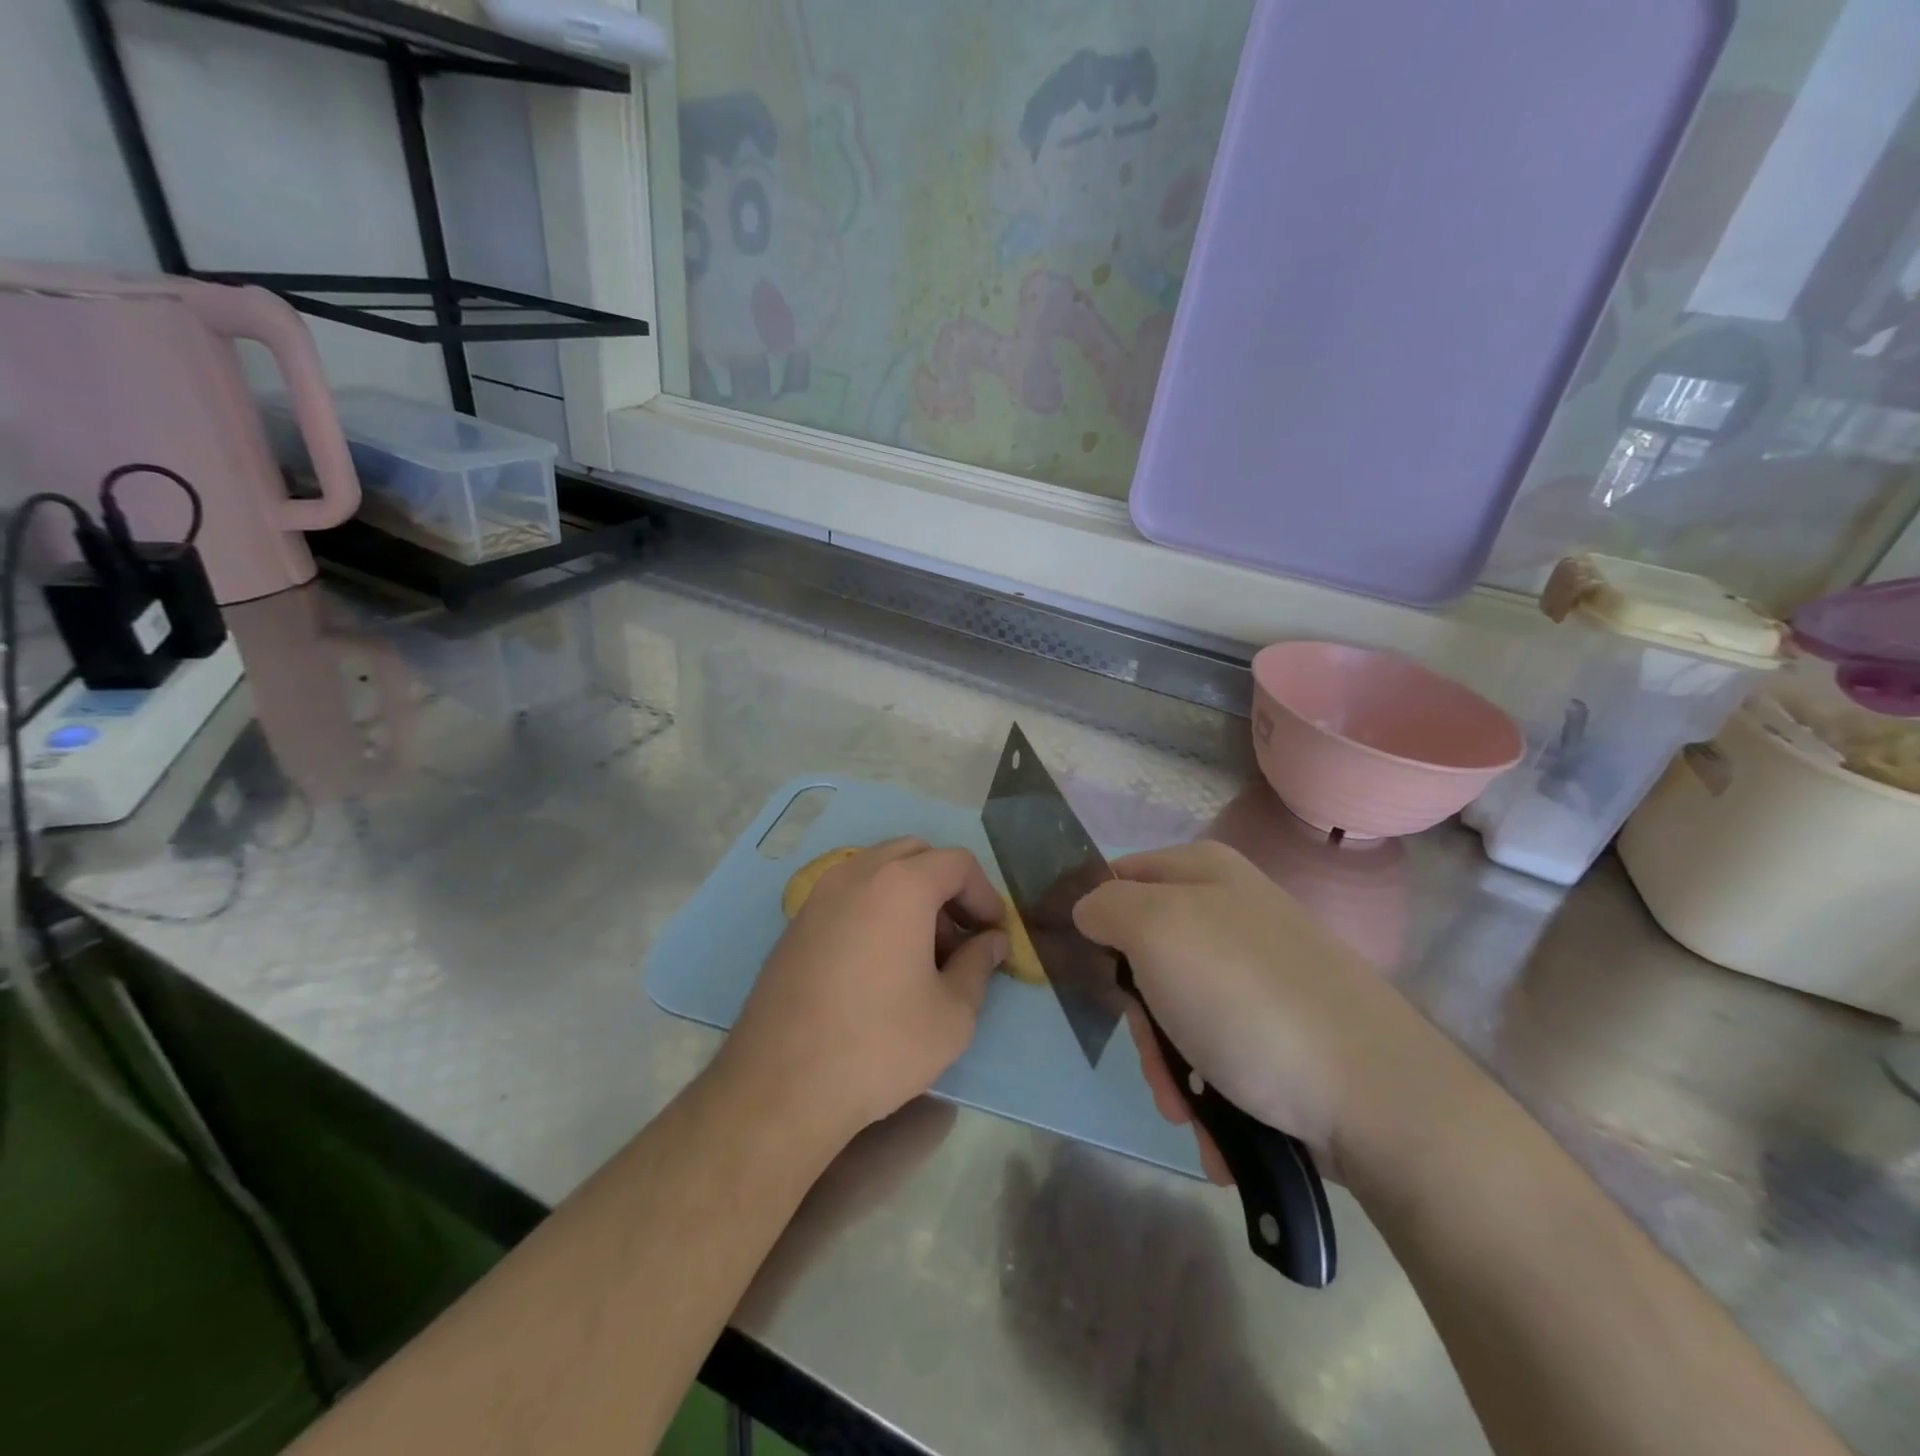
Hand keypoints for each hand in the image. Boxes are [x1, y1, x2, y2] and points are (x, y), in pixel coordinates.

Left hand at [717, 838, 1007, 1144]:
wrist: (781, 1086)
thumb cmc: (879, 1045)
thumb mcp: (952, 1014)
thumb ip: (979, 965)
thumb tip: (991, 942)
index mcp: (900, 884)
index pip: (957, 863)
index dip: (985, 894)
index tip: (994, 934)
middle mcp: (857, 874)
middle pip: (916, 855)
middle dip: (947, 888)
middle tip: (960, 938)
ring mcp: (820, 895)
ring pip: (879, 871)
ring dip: (911, 896)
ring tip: (922, 953)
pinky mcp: (796, 922)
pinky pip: (849, 894)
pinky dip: (876, 908)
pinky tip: (880, 962)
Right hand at [1073, 840, 1442, 1180]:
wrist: (1375, 1095)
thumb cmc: (1245, 999)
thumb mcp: (1156, 930)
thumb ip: (1105, 906)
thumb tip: (1089, 912)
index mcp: (1203, 872)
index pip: (1117, 877)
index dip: (1093, 921)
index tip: (1085, 975)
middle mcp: (1232, 911)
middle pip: (1146, 955)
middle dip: (1140, 1018)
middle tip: (1151, 1057)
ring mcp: (1261, 971)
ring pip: (1178, 1010)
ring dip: (1171, 1065)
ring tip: (1187, 1108)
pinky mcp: (1283, 1025)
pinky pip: (1219, 1046)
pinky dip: (1209, 1086)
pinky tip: (1218, 1124)